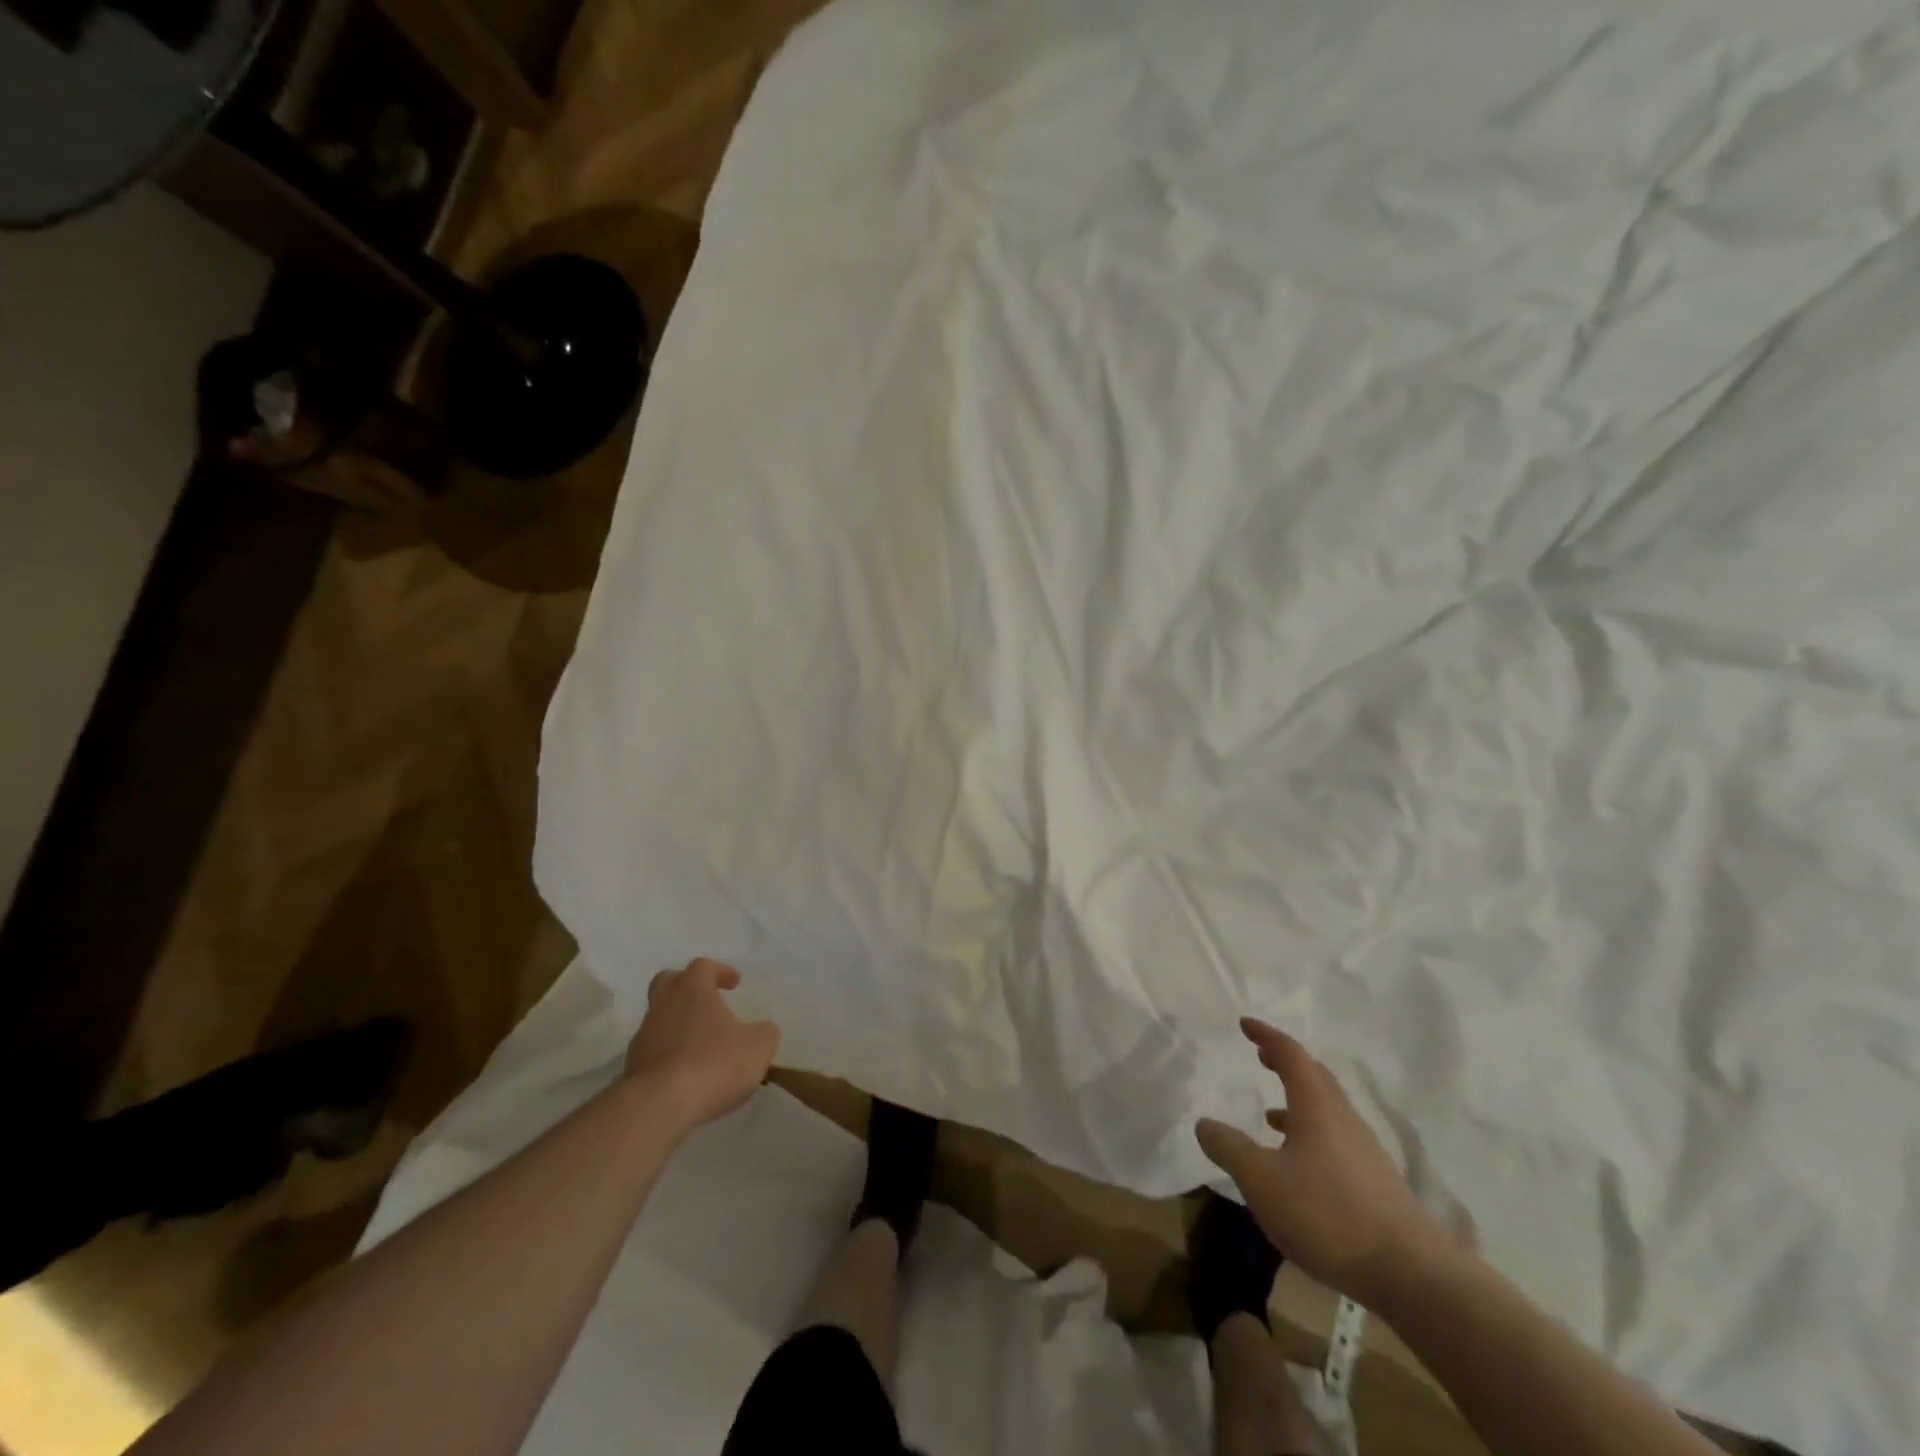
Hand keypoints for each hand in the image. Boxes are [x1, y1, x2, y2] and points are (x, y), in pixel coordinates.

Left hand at [625, 959, 780, 1130]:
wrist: (660, 1106)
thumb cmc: (714, 1062)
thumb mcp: (759, 1046)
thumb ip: (764, 1032)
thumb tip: (762, 1030)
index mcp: (692, 990)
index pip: (703, 966)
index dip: (720, 971)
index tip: (735, 983)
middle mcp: (663, 1005)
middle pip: (668, 983)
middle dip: (686, 988)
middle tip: (706, 1001)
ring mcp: (643, 1037)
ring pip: (660, 1019)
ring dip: (678, 1026)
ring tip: (701, 1047)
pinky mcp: (632, 1068)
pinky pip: (654, 1052)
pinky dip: (669, 1056)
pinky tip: (687, 1074)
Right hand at [1196, 1018, 1449, 1306]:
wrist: (1411, 1275)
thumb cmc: (1328, 1214)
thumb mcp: (1262, 1180)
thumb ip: (1229, 1148)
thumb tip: (1204, 1123)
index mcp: (1317, 1106)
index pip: (1291, 1054)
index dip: (1267, 1036)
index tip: (1245, 1024)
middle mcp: (1343, 1119)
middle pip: (1315, 1077)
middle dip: (1286, 1062)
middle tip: (1261, 1056)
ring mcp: (1365, 1151)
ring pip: (1328, 1110)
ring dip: (1298, 1102)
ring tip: (1271, 1116)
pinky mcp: (1376, 1183)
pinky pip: (1336, 1140)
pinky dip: (1311, 1134)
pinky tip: (1299, 1166)